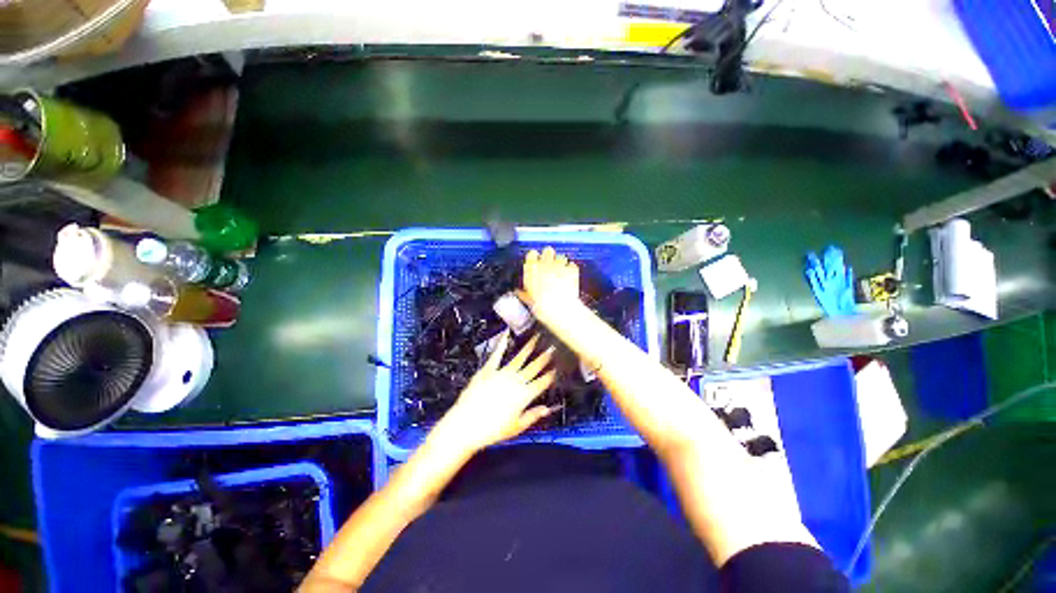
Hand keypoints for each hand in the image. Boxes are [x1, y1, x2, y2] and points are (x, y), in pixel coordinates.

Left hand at [434, 332, 556, 453]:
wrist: (465, 426)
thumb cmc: (491, 430)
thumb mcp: (516, 427)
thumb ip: (533, 416)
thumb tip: (546, 409)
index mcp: (524, 395)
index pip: (543, 382)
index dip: (552, 374)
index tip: (558, 366)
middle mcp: (515, 381)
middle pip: (534, 367)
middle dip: (545, 356)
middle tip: (552, 346)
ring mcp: (501, 374)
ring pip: (519, 358)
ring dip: (529, 347)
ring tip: (536, 337)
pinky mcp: (487, 370)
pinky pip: (497, 355)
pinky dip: (501, 344)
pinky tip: (506, 335)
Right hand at [520, 247, 580, 322]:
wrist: (559, 309)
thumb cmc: (540, 305)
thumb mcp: (528, 299)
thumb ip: (523, 293)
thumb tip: (518, 292)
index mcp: (532, 268)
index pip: (531, 254)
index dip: (534, 257)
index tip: (535, 262)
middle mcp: (545, 263)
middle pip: (547, 250)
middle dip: (549, 256)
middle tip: (549, 265)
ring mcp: (560, 265)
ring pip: (561, 256)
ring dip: (560, 262)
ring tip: (560, 271)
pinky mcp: (572, 270)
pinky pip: (572, 265)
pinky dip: (571, 269)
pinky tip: (570, 275)